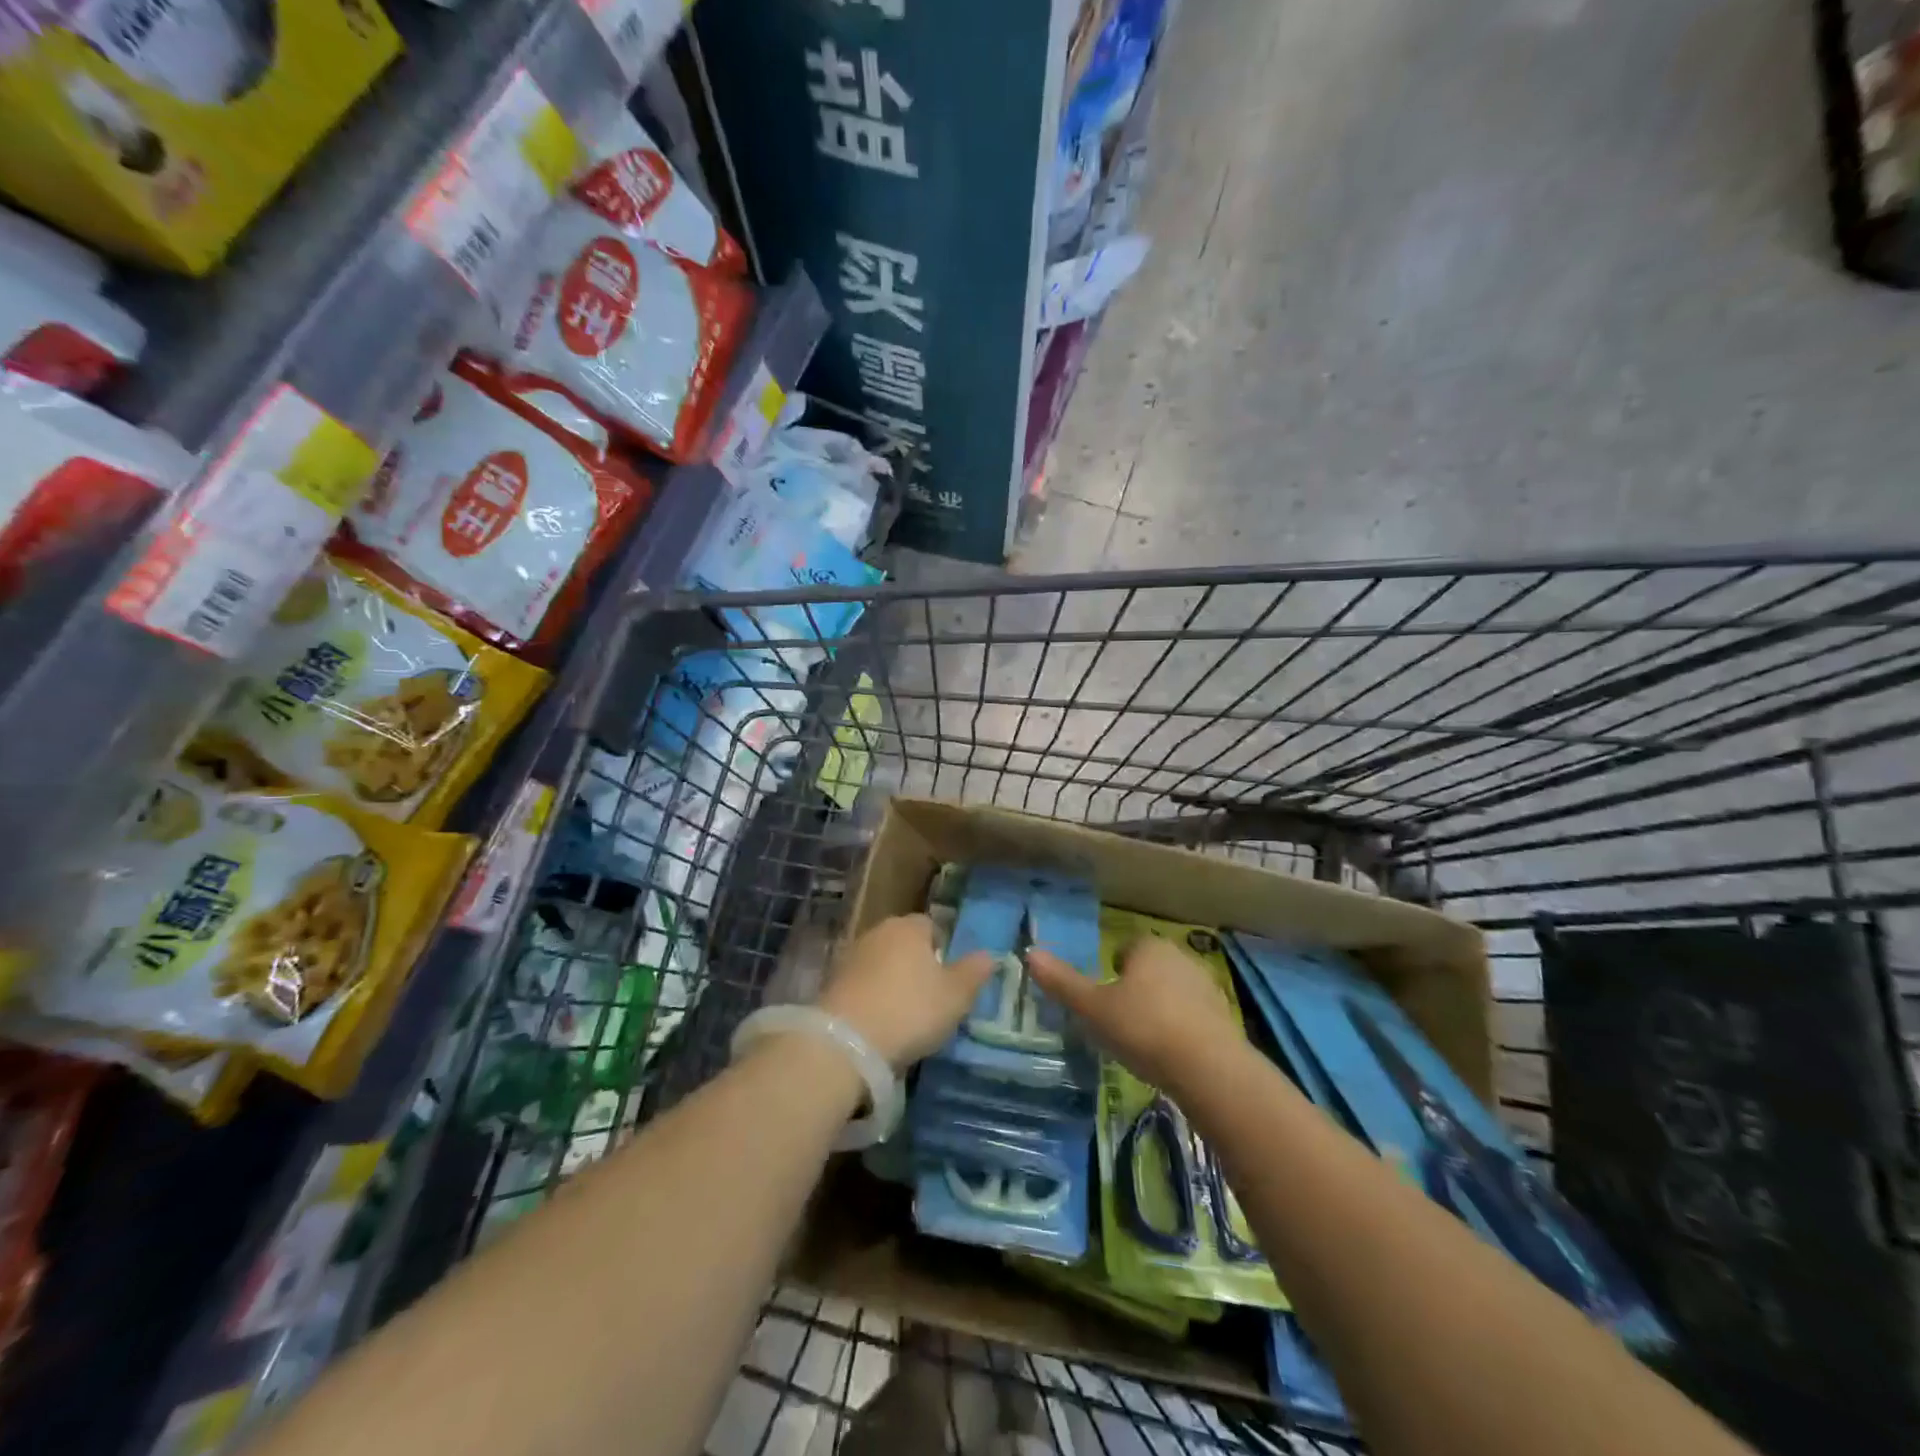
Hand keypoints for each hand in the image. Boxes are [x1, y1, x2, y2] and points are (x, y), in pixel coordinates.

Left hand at [818, 914, 997, 1068]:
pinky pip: (861, 985)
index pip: (931, 926)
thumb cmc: (910, 1010)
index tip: (948, 979)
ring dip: (891, 982)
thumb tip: (989, 955)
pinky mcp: (831, 983)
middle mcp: (877, 932)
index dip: (942, 949)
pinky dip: (871, 998)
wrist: (846, 1041)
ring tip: (903, 1016)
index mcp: (909, 927)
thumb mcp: (955, 996)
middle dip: (915, 965)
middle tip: (929, 998)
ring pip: (880, 963)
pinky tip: (878, 1023)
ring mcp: (850, 956)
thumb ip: (974, 973)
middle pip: (903, 943)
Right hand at [1026, 936, 1242, 1095]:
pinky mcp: (1224, 1017)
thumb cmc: (1143, 1028)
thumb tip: (1030, 953)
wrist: (1208, 1068)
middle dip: (1136, 988)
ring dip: (1160, 1008)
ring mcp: (1206, 987)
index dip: (1112, 970)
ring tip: (1143, 1041)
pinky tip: (1170, 1054)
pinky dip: (1181, 1029)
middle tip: (1118, 1020)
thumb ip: (1062, 982)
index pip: (1126, 948)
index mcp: (1149, 947)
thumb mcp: (1093, 1008)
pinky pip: (1193, 1016)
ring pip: (1172, 991)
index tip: (1103, 998)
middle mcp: (1180, 958)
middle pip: (1150, 968)